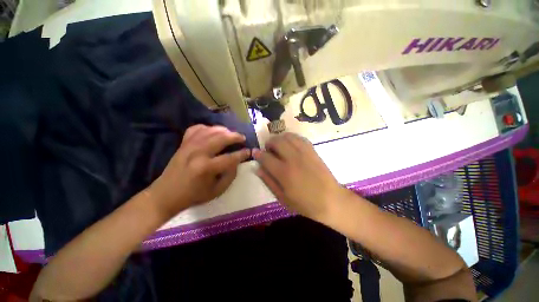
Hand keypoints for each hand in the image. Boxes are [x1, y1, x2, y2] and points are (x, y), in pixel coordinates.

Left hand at [149, 125, 250, 217]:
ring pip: (210, 130)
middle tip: (242, 138)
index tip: (249, 151)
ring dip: (224, 130)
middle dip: (235, 136)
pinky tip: (213, 131)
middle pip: (221, 138)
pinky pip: (196, 129)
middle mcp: (198, 153)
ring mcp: (189, 146)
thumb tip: (237, 162)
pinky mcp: (183, 144)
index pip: (230, 157)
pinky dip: (207, 127)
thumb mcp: (217, 191)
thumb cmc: (193, 195)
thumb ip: (230, 175)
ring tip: (231, 133)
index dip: (242, 154)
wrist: (166, 194)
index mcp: (207, 168)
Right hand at [253, 133, 345, 221]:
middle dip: (268, 143)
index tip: (255, 152)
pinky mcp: (313, 151)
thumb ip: (268, 181)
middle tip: (268, 149)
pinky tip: (290, 144)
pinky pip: (299, 138)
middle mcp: (293, 159)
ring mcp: (304, 153)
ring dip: (279, 138)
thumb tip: (257, 168)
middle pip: (276, 141)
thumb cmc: (305, 203)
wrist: (331, 200)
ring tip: (279, 146)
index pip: (265, 157)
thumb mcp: (282, 197)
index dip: (258, 153)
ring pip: (288, 136)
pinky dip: (292, 138)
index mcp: (283, 173)